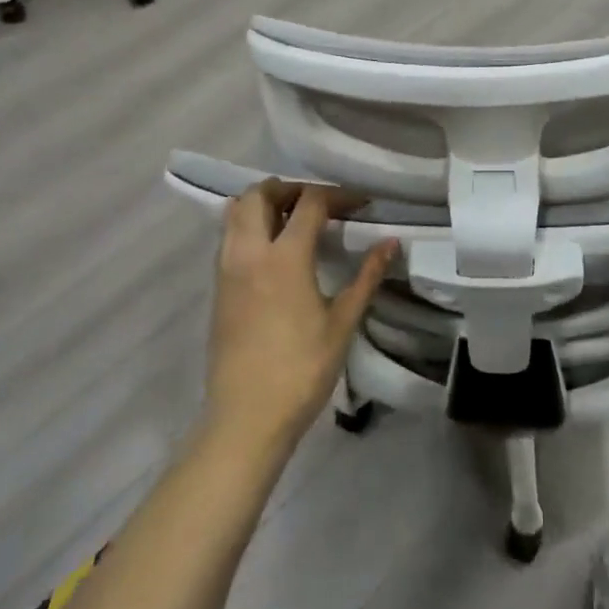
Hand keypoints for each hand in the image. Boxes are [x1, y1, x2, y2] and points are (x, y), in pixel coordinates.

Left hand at [205, 180, 397, 458]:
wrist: (246, 419)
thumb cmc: (301, 371)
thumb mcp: (342, 323)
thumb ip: (367, 277)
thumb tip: (391, 243)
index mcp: (284, 258)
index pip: (309, 203)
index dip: (338, 195)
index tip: (361, 204)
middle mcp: (249, 253)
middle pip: (260, 193)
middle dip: (291, 188)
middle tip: (320, 204)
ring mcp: (227, 269)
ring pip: (236, 211)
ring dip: (264, 203)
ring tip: (295, 221)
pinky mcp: (217, 288)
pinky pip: (228, 236)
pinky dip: (249, 225)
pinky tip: (274, 250)